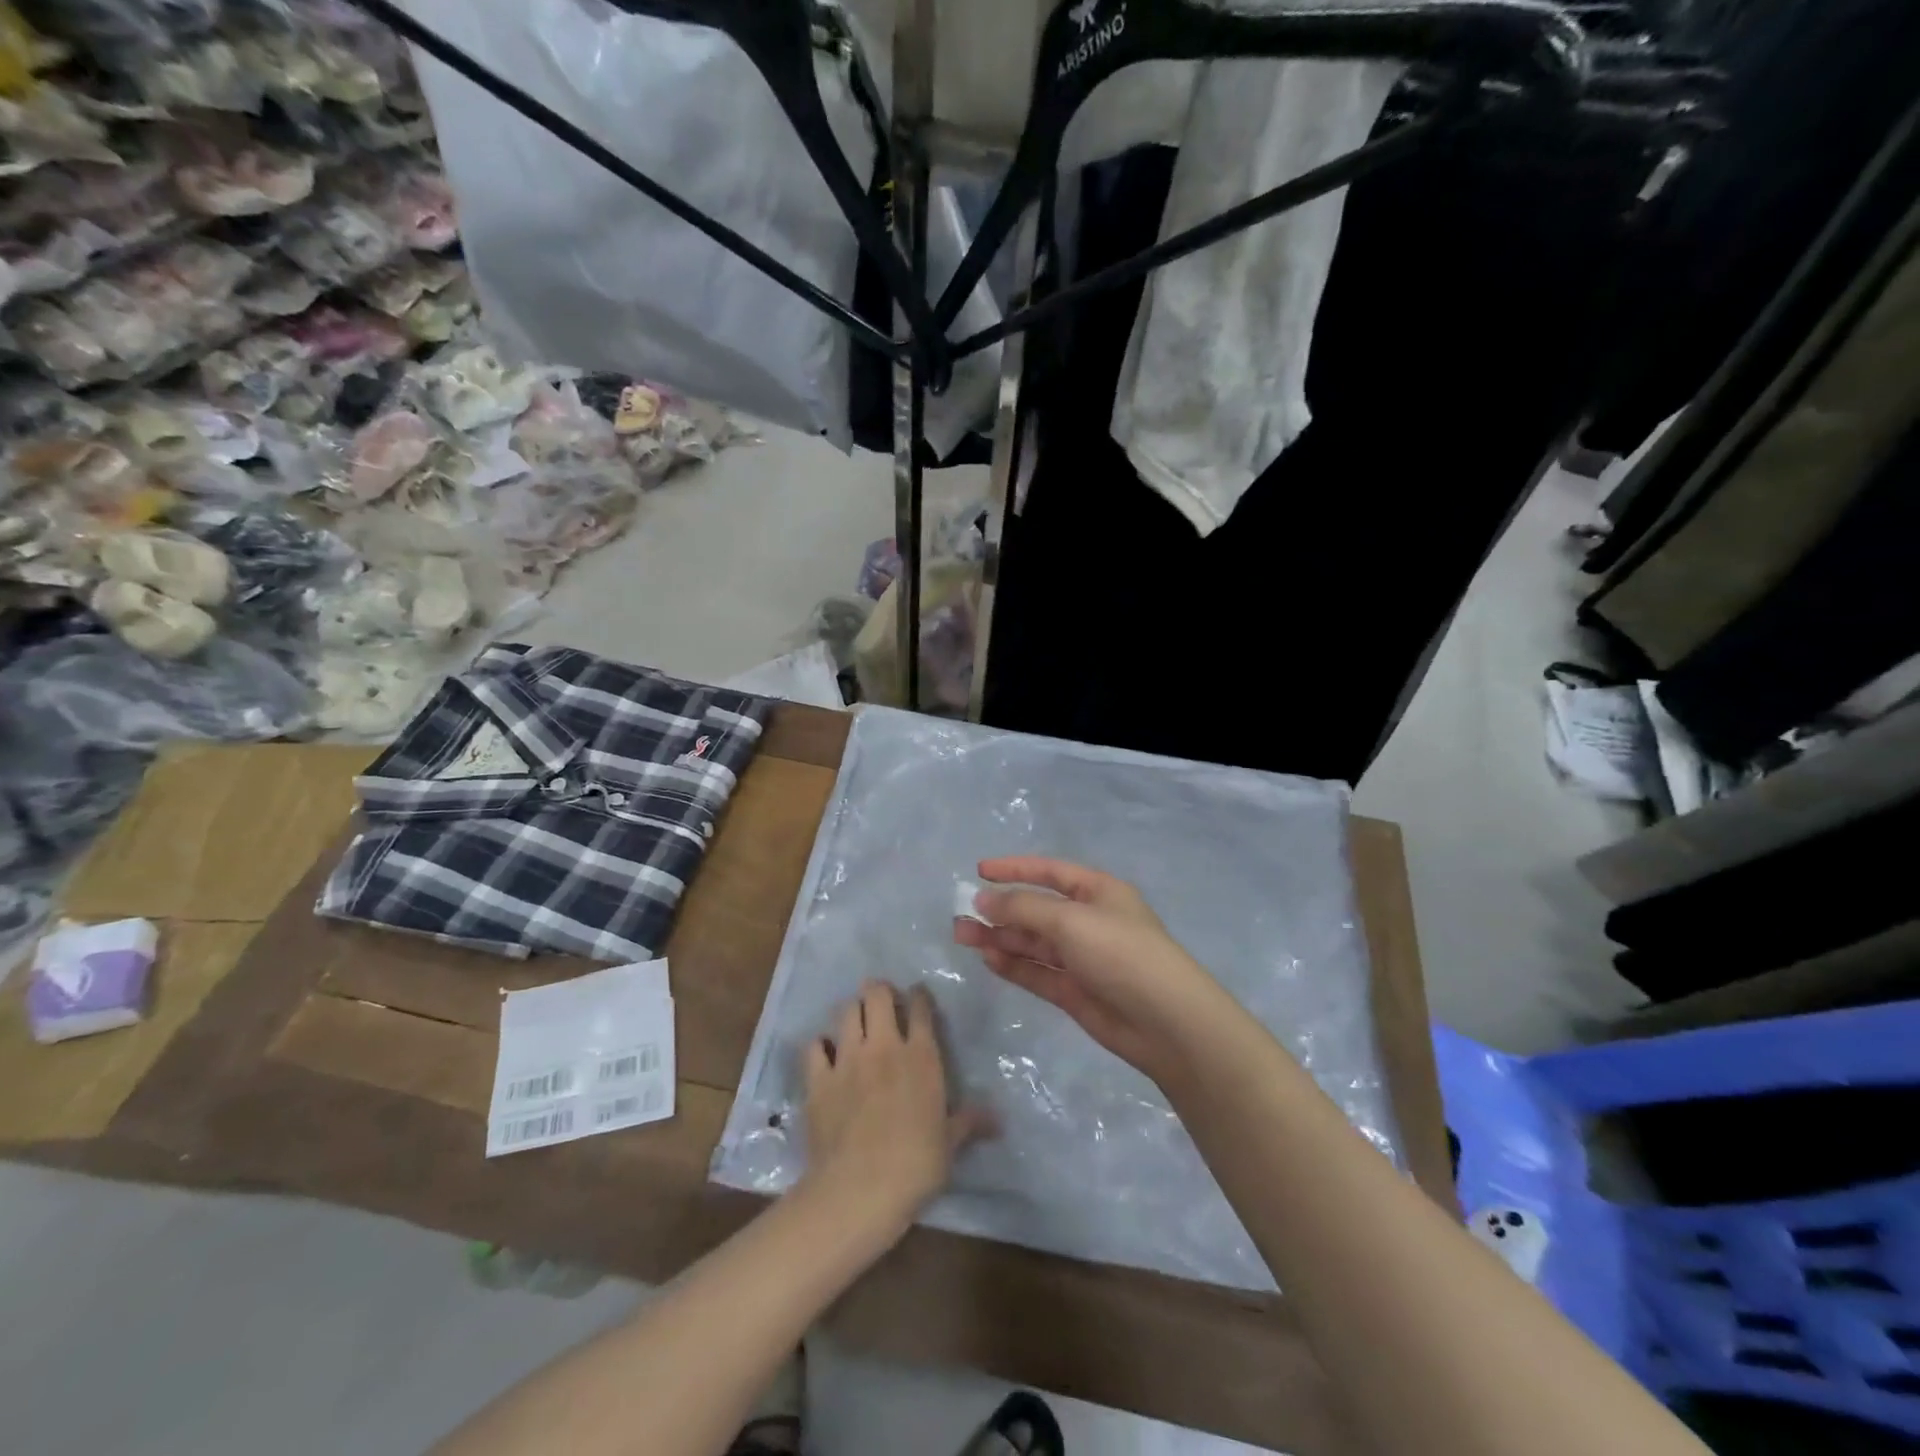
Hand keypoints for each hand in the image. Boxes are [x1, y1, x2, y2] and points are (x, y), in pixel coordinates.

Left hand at [803, 981, 989, 1229]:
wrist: (860, 1189)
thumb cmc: (916, 1165)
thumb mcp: (950, 1144)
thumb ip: (969, 1123)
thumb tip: (999, 1120)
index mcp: (921, 1057)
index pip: (921, 1009)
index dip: (919, 996)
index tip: (918, 995)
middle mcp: (884, 1047)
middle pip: (877, 995)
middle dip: (879, 990)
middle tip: (881, 999)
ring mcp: (848, 1059)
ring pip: (846, 1011)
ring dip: (852, 1010)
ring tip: (855, 1018)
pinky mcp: (818, 1079)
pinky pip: (815, 1046)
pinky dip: (820, 1045)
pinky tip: (824, 1053)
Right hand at [953, 857, 1249, 1086]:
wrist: (1166, 1022)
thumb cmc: (1121, 953)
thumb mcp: (1070, 920)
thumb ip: (1023, 908)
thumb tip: (983, 899)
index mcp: (1097, 892)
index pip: (1050, 872)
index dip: (1015, 869)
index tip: (979, 871)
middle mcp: (1089, 921)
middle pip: (1036, 909)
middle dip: (1000, 910)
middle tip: (960, 916)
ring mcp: (1082, 958)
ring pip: (1032, 942)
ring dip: (1000, 937)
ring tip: (963, 937)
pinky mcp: (1075, 991)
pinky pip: (1038, 972)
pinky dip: (1014, 964)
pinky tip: (988, 959)